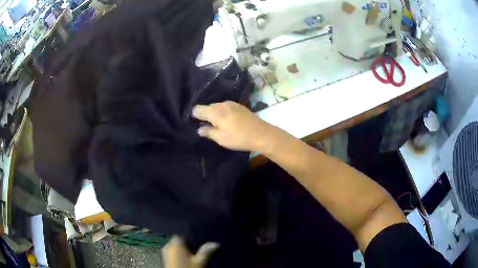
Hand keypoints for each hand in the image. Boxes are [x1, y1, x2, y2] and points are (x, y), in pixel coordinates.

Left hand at [162, 236, 218, 267]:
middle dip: (188, 246)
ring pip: (176, 249)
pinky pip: (173, 255)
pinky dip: (179, 257)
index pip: (182, 236)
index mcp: (175, 244)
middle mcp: (168, 246)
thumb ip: (206, 251)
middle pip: (179, 242)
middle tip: (198, 252)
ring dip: (184, 252)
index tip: (199, 244)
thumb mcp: (200, 262)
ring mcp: (165, 254)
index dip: (191, 239)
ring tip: (194, 258)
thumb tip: (216, 243)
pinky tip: (186, 262)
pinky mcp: (165, 261)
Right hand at [192, 101, 273, 151]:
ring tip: (217, 125)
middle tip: (206, 126)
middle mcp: (222, 103)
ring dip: (215, 114)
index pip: (198, 109)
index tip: (194, 123)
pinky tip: (227, 121)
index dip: (194, 116)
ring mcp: (232, 103)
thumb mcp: (220, 138)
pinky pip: (226, 107)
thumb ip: (208, 132)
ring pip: (217, 107)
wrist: (262, 134)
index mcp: (215, 111)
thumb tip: (199, 129)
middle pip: (208, 107)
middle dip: (205, 115)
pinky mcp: (239, 106)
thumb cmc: (239, 137)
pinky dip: (223, 113)